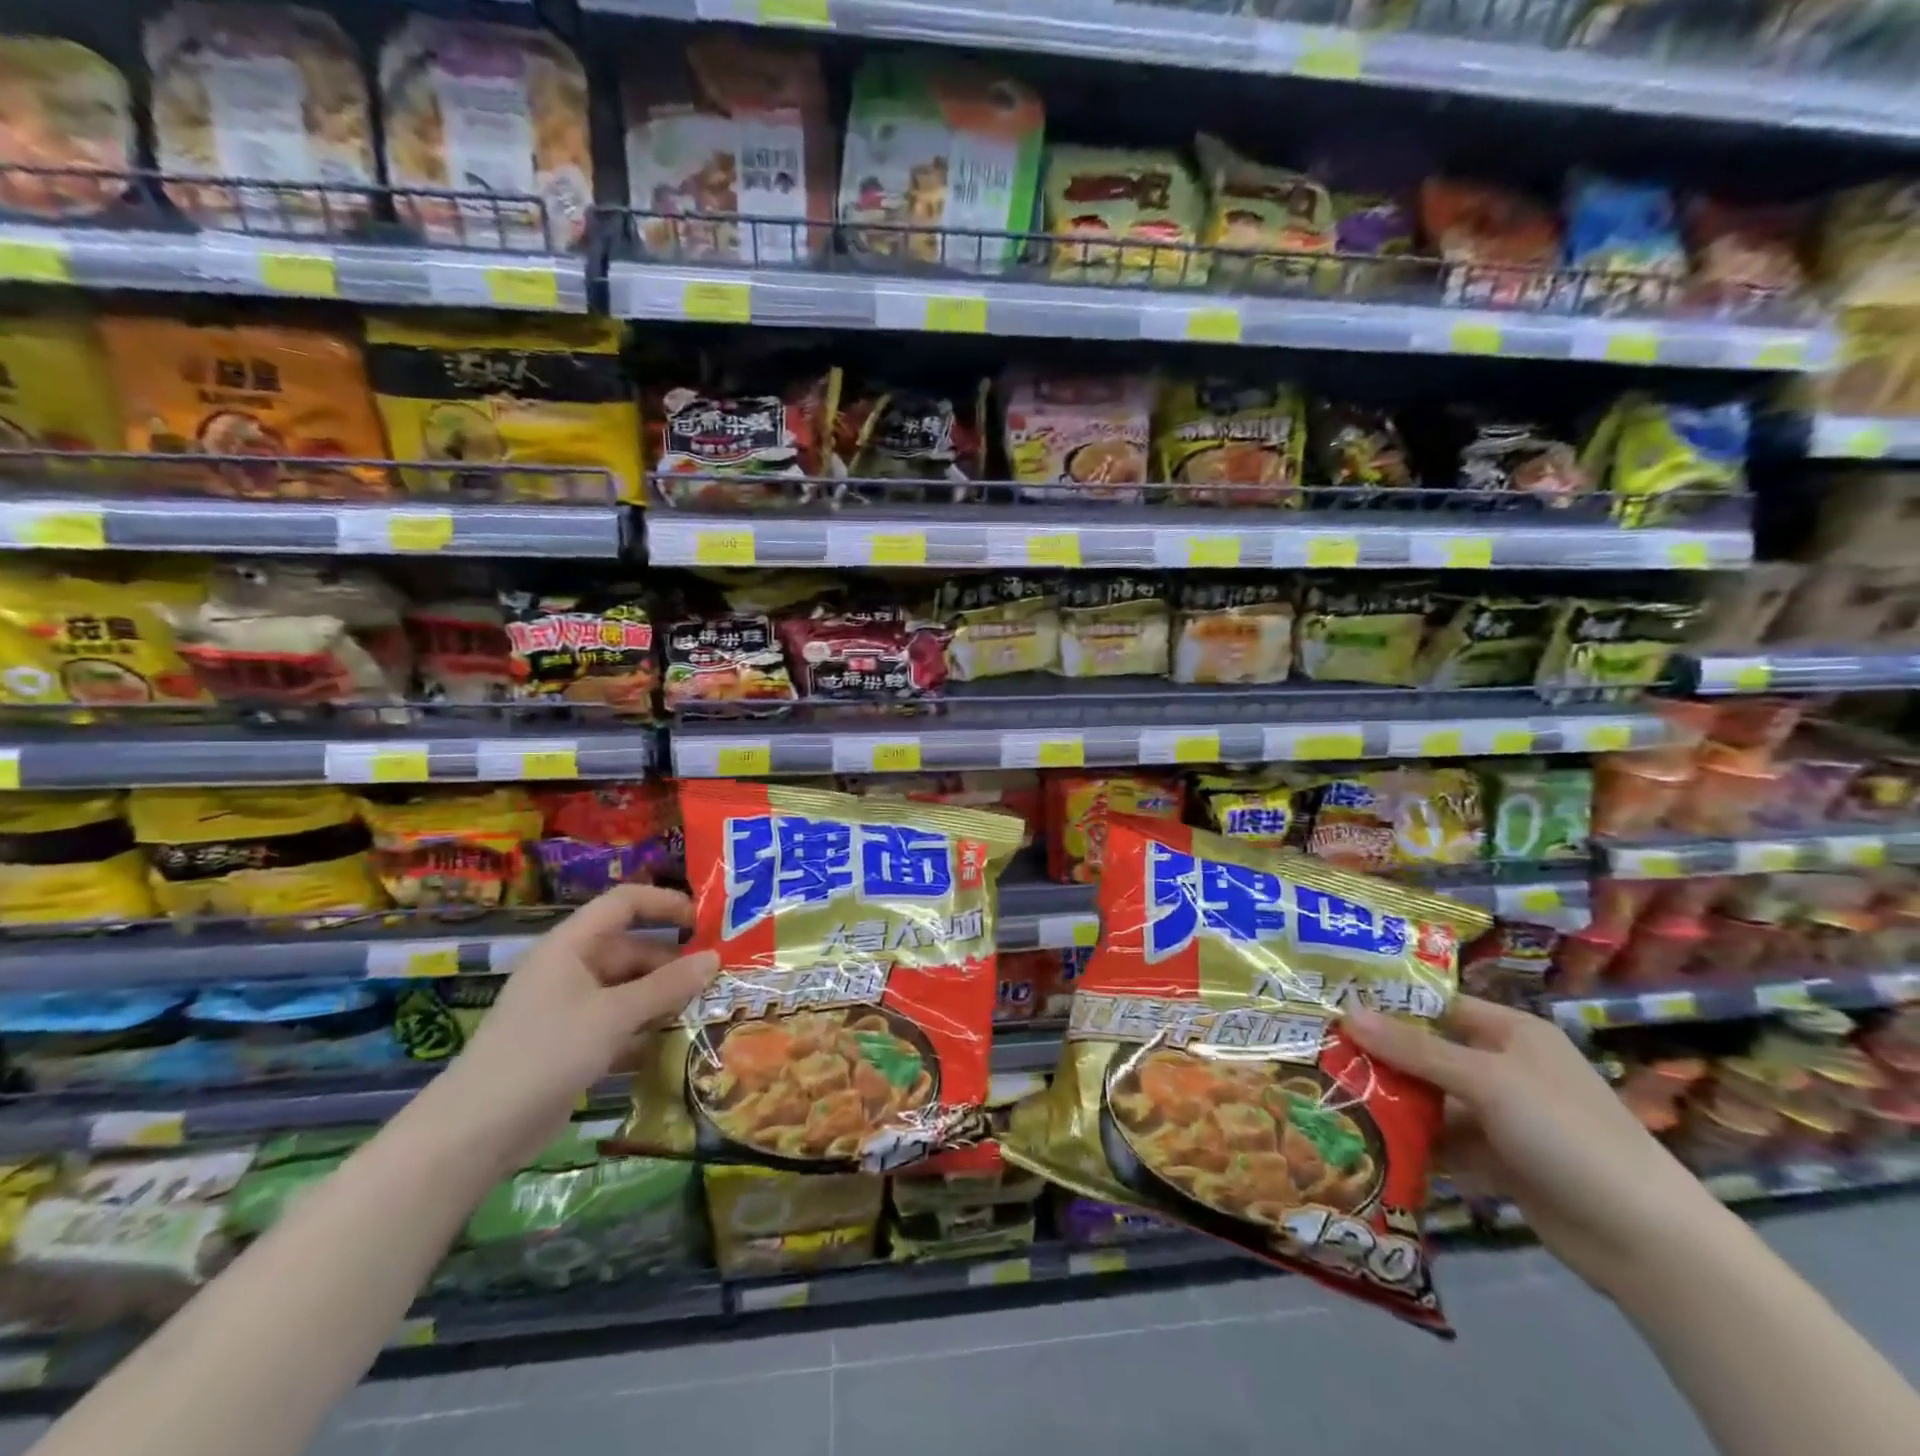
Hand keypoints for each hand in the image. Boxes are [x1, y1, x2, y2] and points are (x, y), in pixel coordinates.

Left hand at [429, 885, 719, 1171]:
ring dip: (663, 998)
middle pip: (631, 950)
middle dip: (673, 963)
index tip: (705, 922)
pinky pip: (618, 1022)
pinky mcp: (570, 1043)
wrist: (476, 1131)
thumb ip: (667, 986)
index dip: (665, 903)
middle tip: (716, 980)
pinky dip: (644, 1028)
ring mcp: (569, 1007)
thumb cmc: (547, 1052)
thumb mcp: (615, 1014)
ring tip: (706, 1010)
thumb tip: (714, 958)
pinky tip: (674, 1043)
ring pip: (628, 989)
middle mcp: (571, 968)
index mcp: (572, 945)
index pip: (624, 903)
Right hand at [1345, 995, 1730, 1298]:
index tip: (1333, 1010)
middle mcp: (1507, 1067)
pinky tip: (1374, 1144)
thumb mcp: (1486, 1082)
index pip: (1438, 1007)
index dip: (1389, 1007)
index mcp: (1512, 1033)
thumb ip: (1415, 1050)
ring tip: (1337, 1100)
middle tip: (1323, 1058)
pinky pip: (1448, 1142)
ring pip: (1435, 1100)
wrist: (1646, 1241)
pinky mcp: (1503, 1161)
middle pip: (1430, 1054)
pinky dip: (1417, 1144)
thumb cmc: (1566, 1133)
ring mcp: (1505, 1117)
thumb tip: (1346, 1013)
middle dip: (1383, 1059)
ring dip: (1396, 1104)